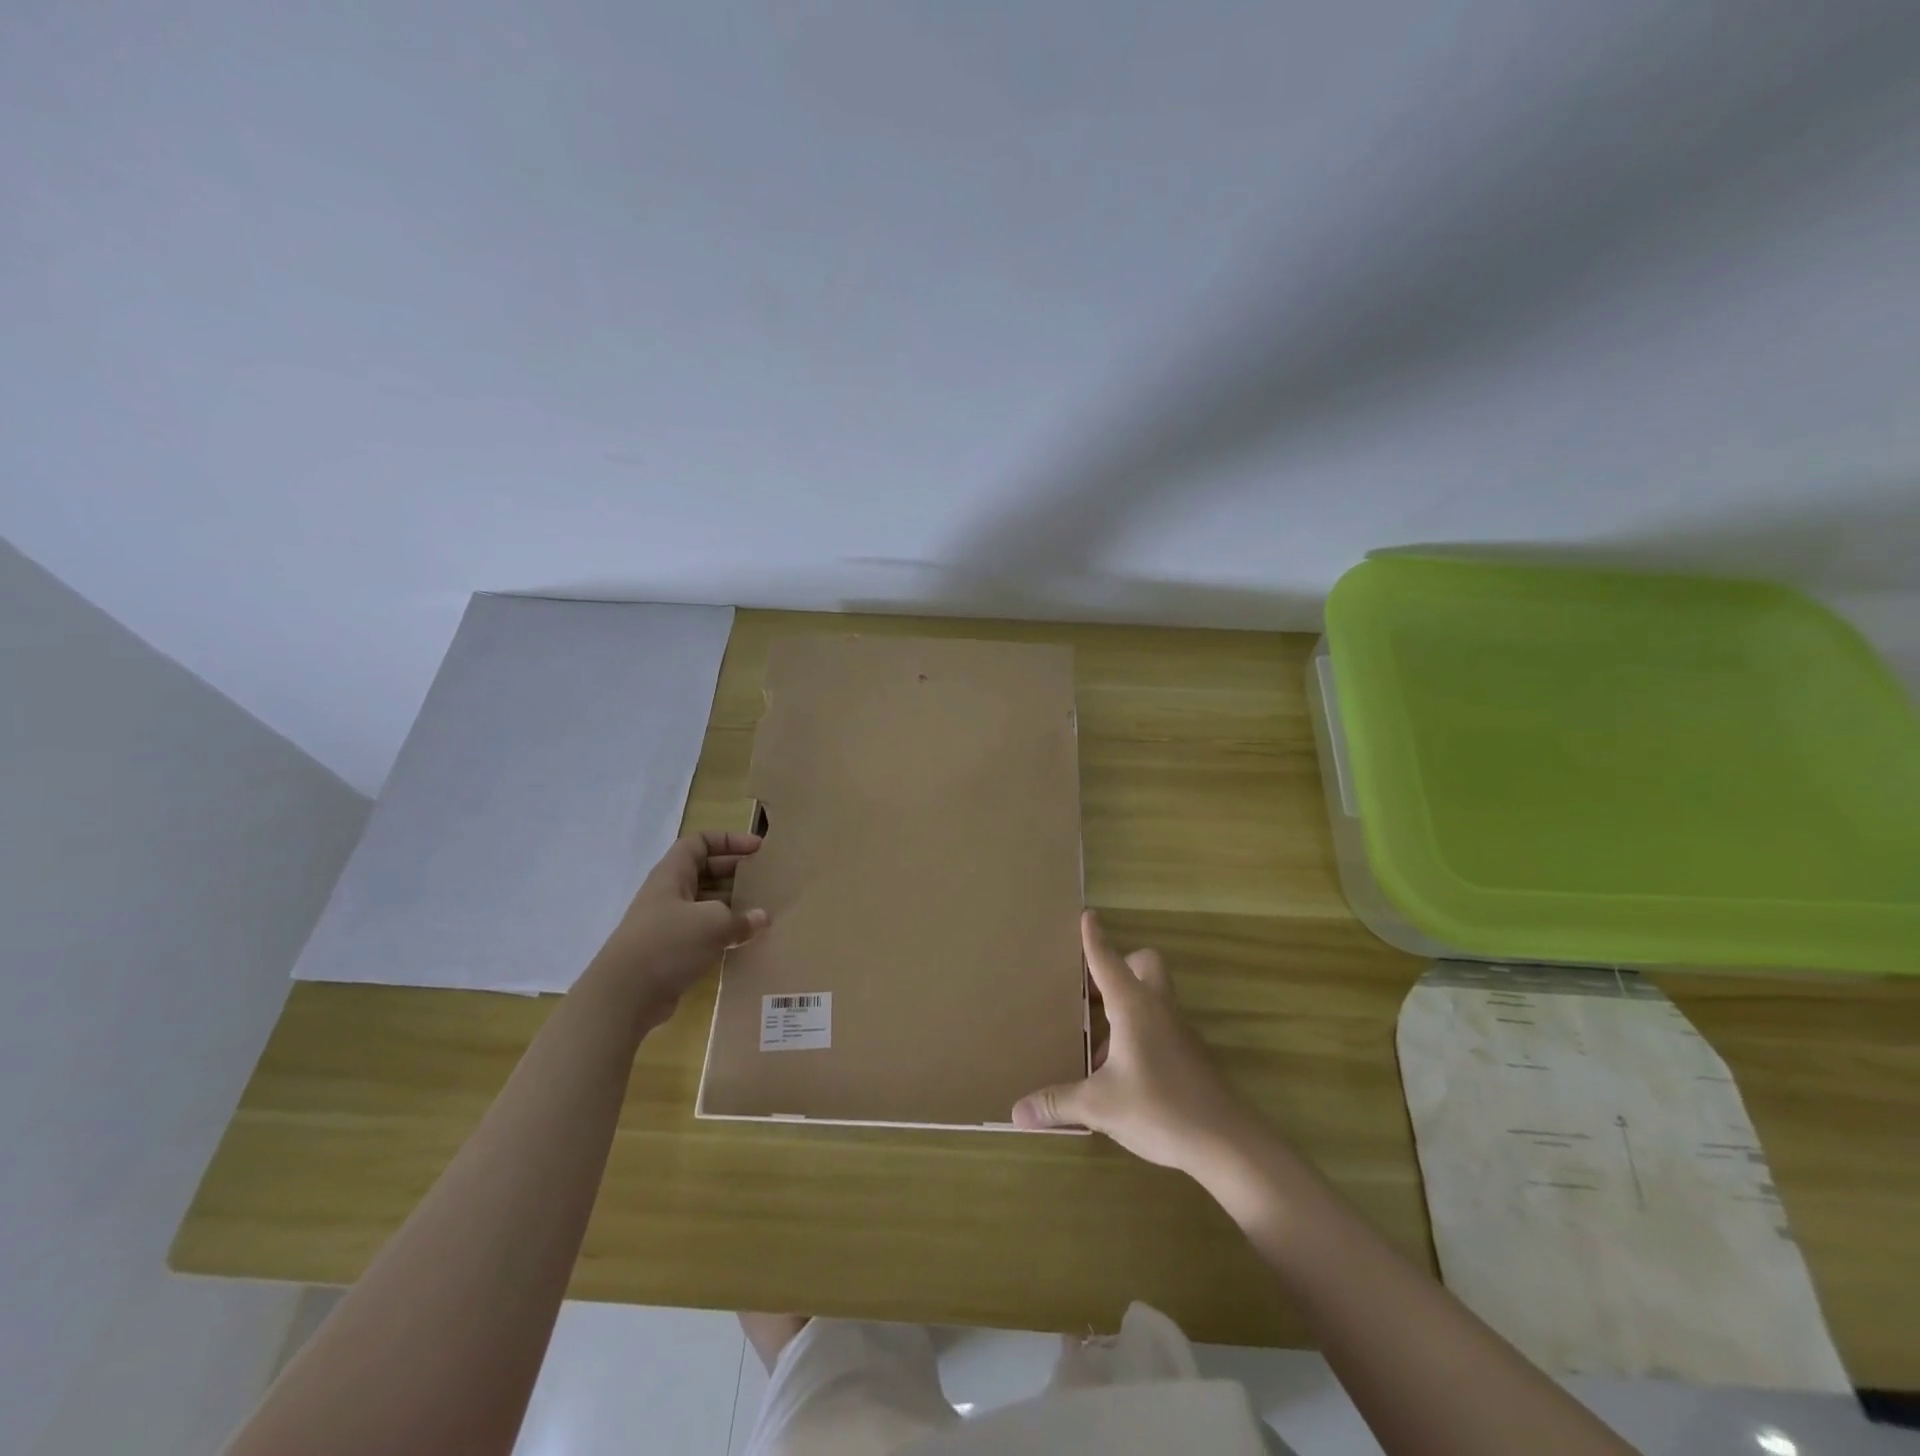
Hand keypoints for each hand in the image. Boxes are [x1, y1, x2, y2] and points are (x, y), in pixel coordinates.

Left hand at [592, 831, 768, 1018]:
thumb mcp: (713, 923)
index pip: (700, 842)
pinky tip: (743, 941)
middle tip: (764, 879)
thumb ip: (741, 918)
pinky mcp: (670, 951)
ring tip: (760, 911)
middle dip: (734, 872)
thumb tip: (761, 918)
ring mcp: (667, 923)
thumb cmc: (668, 943)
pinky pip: (702, 931)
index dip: (729, 840)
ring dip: (731, 905)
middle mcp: (668, 893)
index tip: (757, 849)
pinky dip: (722, 932)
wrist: (624, 996)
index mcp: (672, 874)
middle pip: (705, 871)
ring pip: (705, 903)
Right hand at [1013, 912, 1256, 1177]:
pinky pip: (1160, 1023)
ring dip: (1126, 1002)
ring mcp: (1179, 1029)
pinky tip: (1121, 1067)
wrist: (1226, 1141)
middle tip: (1091, 989)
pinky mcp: (1190, 1053)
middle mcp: (1157, 1007)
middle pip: (1143, 964)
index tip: (1088, 915)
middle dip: (1120, 966)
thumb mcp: (1100, 1106)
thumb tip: (1018, 1111)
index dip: (1094, 938)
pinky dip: (1139, 1030)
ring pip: (1153, 995)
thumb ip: (1058, 1103)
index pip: (1108, 960)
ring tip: (1096, 1037)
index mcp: (1133, 1005)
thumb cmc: (1159, 1108)